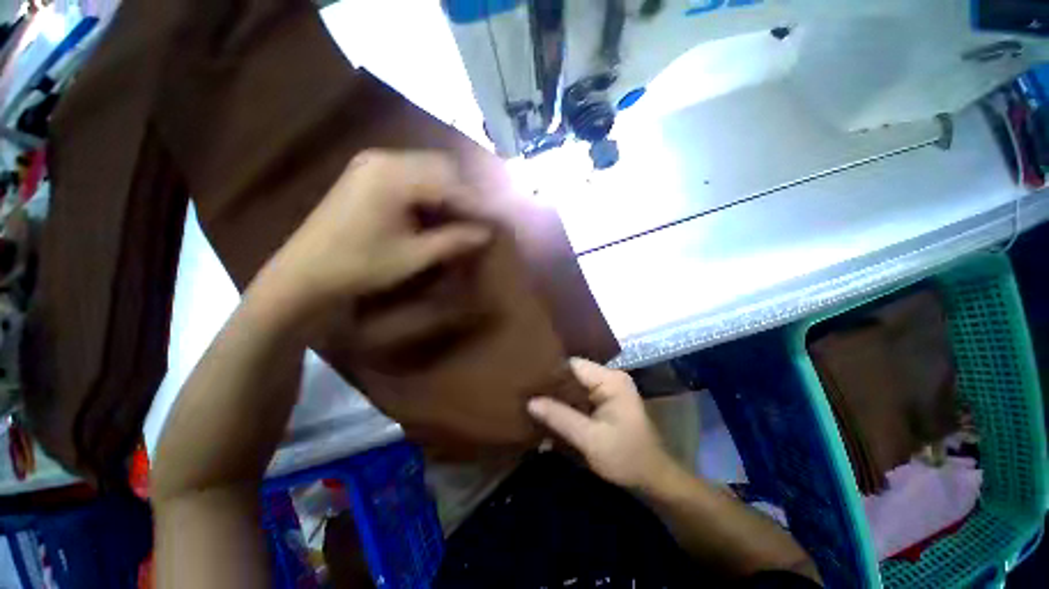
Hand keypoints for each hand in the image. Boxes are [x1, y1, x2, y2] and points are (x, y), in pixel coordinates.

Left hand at [263, 150, 491, 316]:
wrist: (304, 272)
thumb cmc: (360, 266)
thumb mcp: (413, 256)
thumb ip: (454, 240)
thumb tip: (487, 233)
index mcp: (393, 176)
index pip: (450, 183)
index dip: (476, 204)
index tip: (495, 222)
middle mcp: (384, 159)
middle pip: (441, 167)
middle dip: (465, 194)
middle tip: (480, 220)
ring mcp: (373, 164)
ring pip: (428, 169)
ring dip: (449, 192)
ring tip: (463, 218)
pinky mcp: (367, 174)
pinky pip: (411, 176)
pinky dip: (430, 192)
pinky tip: (437, 212)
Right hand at [527, 358, 679, 491]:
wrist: (654, 480)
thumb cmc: (626, 458)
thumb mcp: (590, 439)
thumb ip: (560, 418)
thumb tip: (530, 401)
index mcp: (610, 380)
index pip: (573, 365)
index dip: (550, 372)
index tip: (528, 383)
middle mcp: (609, 378)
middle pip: (573, 374)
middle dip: (551, 386)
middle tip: (527, 394)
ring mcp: (608, 389)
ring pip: (575, 385)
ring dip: (557, 396)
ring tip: (533, 402)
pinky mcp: (606, 401)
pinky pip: (580, 396)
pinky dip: (566, 404)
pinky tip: (550, 413)